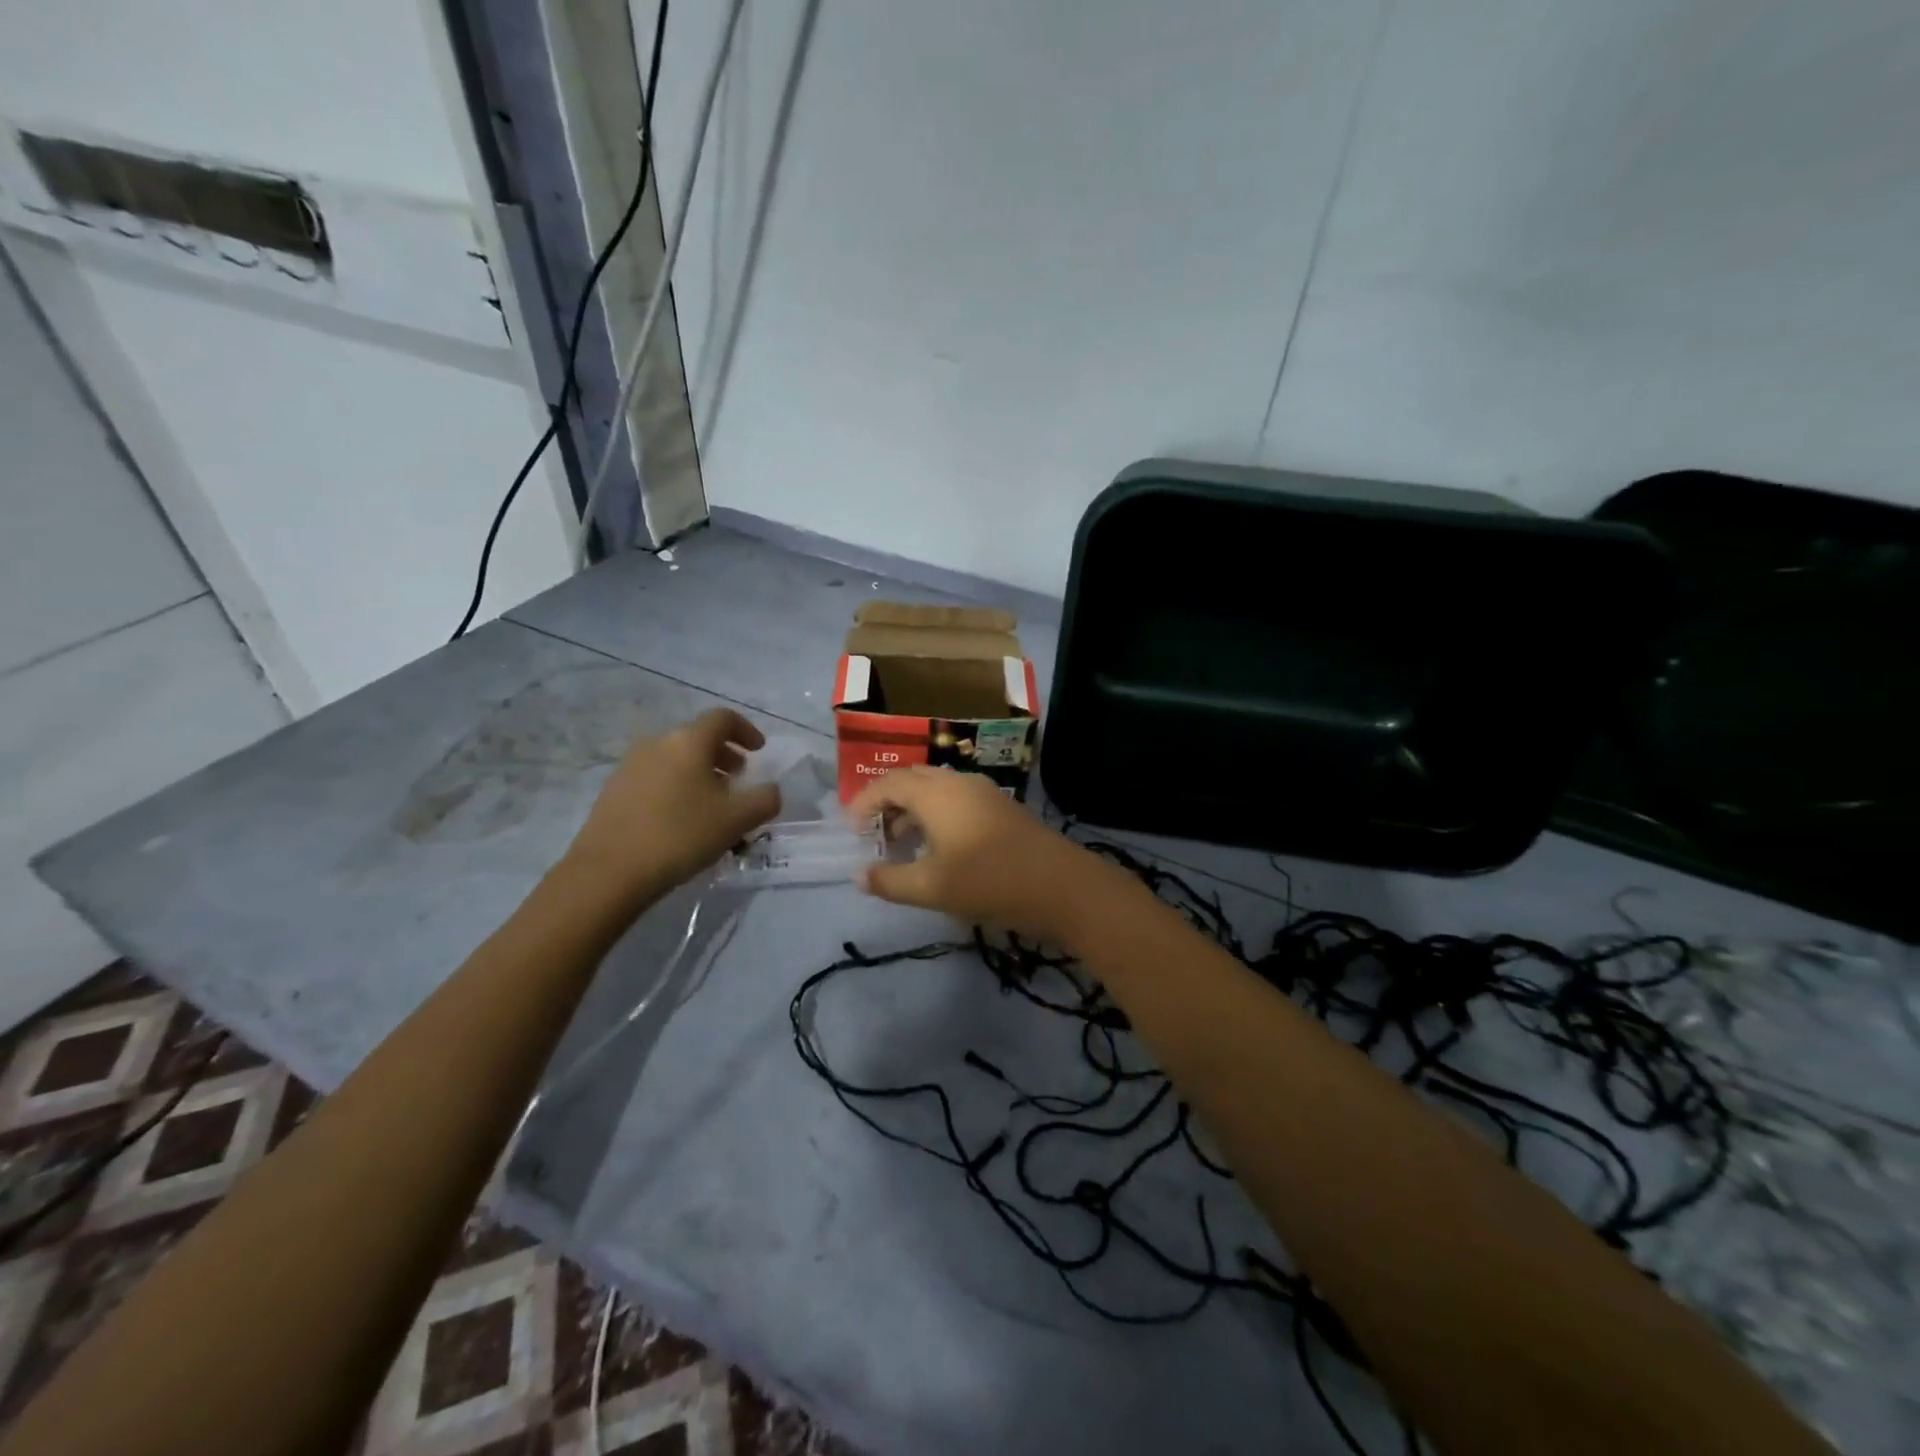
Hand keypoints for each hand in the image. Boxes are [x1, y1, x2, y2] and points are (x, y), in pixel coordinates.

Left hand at [566, 709, 780, 900]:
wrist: (609, 871)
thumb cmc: (681, 835)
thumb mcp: (738, 819)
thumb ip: (765, 799)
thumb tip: (771, 790)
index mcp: (688, 741)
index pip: (723, 718)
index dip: (746, 730)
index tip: (759, 751)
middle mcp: (657, 743)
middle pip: (697, 737)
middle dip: (723, 754)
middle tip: (738, 779)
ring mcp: (630, 766)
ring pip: (674, 758)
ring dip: (699, 772)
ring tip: (712, 803)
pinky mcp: (613, 791)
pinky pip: (655, 778)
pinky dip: (676, 786)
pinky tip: (681, 819)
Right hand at [847, 768, 1103, 941]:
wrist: (1062, 885)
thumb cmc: (989, 881)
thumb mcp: (932, 887)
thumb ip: (890, 881)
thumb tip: (858, 875)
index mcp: (936, 793)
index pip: (888, 783)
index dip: (864, 802)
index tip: (851, 830)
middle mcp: (958, 782)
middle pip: (912, 780)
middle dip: (888, 803)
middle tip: (874, 836)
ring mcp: (984, 792)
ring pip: (937, 790)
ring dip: (913, 811)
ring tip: (903, 845)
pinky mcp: (1001, 808)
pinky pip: (956, 800)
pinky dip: (937, 816)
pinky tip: (939, 848)